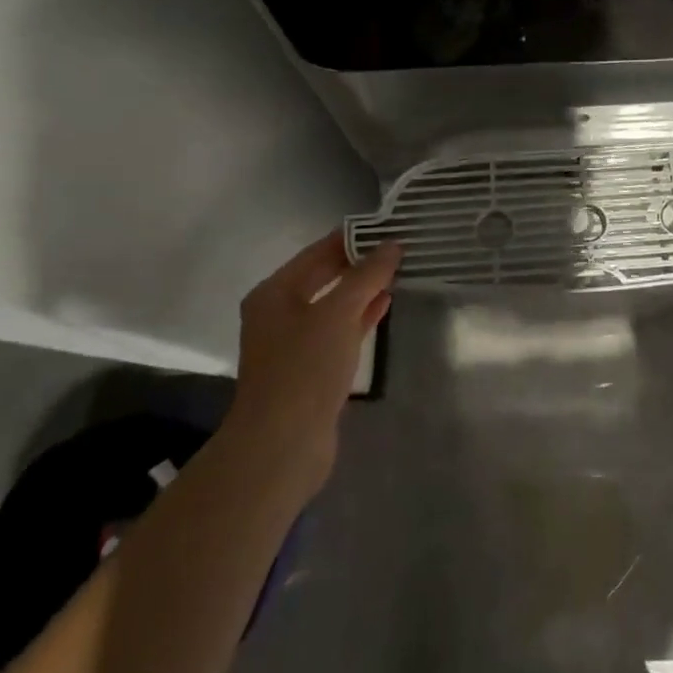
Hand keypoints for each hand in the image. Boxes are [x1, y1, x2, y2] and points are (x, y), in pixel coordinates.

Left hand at [228, 231, 398, 490]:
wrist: (282, 446)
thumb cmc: (305, 368)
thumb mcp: (339, 313)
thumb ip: (367, 276)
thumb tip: (392, 244)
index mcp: (274, 292)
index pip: (318, 252)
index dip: (352, 238)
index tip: (388, 226)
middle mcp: (279, 313)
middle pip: (324, 277)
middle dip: (360, 264)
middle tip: (399, 248)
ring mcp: (293, 344)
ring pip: (333, 305)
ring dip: (363, 290)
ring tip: (399, 272)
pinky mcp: (310, 369)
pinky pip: (338, 331)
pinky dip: (360, 317)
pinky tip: (385, 306)